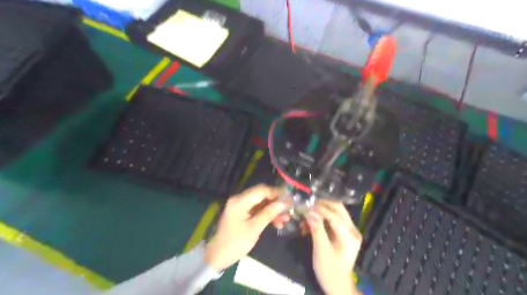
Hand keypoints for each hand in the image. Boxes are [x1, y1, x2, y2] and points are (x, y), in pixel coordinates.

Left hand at [203, 185, 286, 270]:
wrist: (218, 256)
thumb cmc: (236, 243)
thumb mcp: (254, 228)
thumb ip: (269, 213)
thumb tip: (283, 203)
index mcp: (240, 201)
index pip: (261, 190)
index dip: (277, 193)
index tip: (290, 200)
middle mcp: (239, 199)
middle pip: (262, 195)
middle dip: (276, 201)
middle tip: (289, 209)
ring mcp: (240, 206)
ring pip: (261, 202)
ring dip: (273, 209)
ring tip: (286, 219)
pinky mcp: (242, 212)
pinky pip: (257, 209)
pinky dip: (266, 214)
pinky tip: (277, 222)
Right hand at [305, 199, 362, 293]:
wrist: (338, 285)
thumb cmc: (330, 270)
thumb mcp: (321, 250)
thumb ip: (317, 229)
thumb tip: (309, 211)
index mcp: (349, 235)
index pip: (334, 215)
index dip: (319, 208)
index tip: (305, 204)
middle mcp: (352, 229)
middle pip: (338, 208)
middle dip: (322, 204)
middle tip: (307, 202)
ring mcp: (349, 230)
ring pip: (336, 211)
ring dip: (322, 209)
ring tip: (308, 210)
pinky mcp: (344, 233)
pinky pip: (333, 218)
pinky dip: (323, 216)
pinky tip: (312, 220)